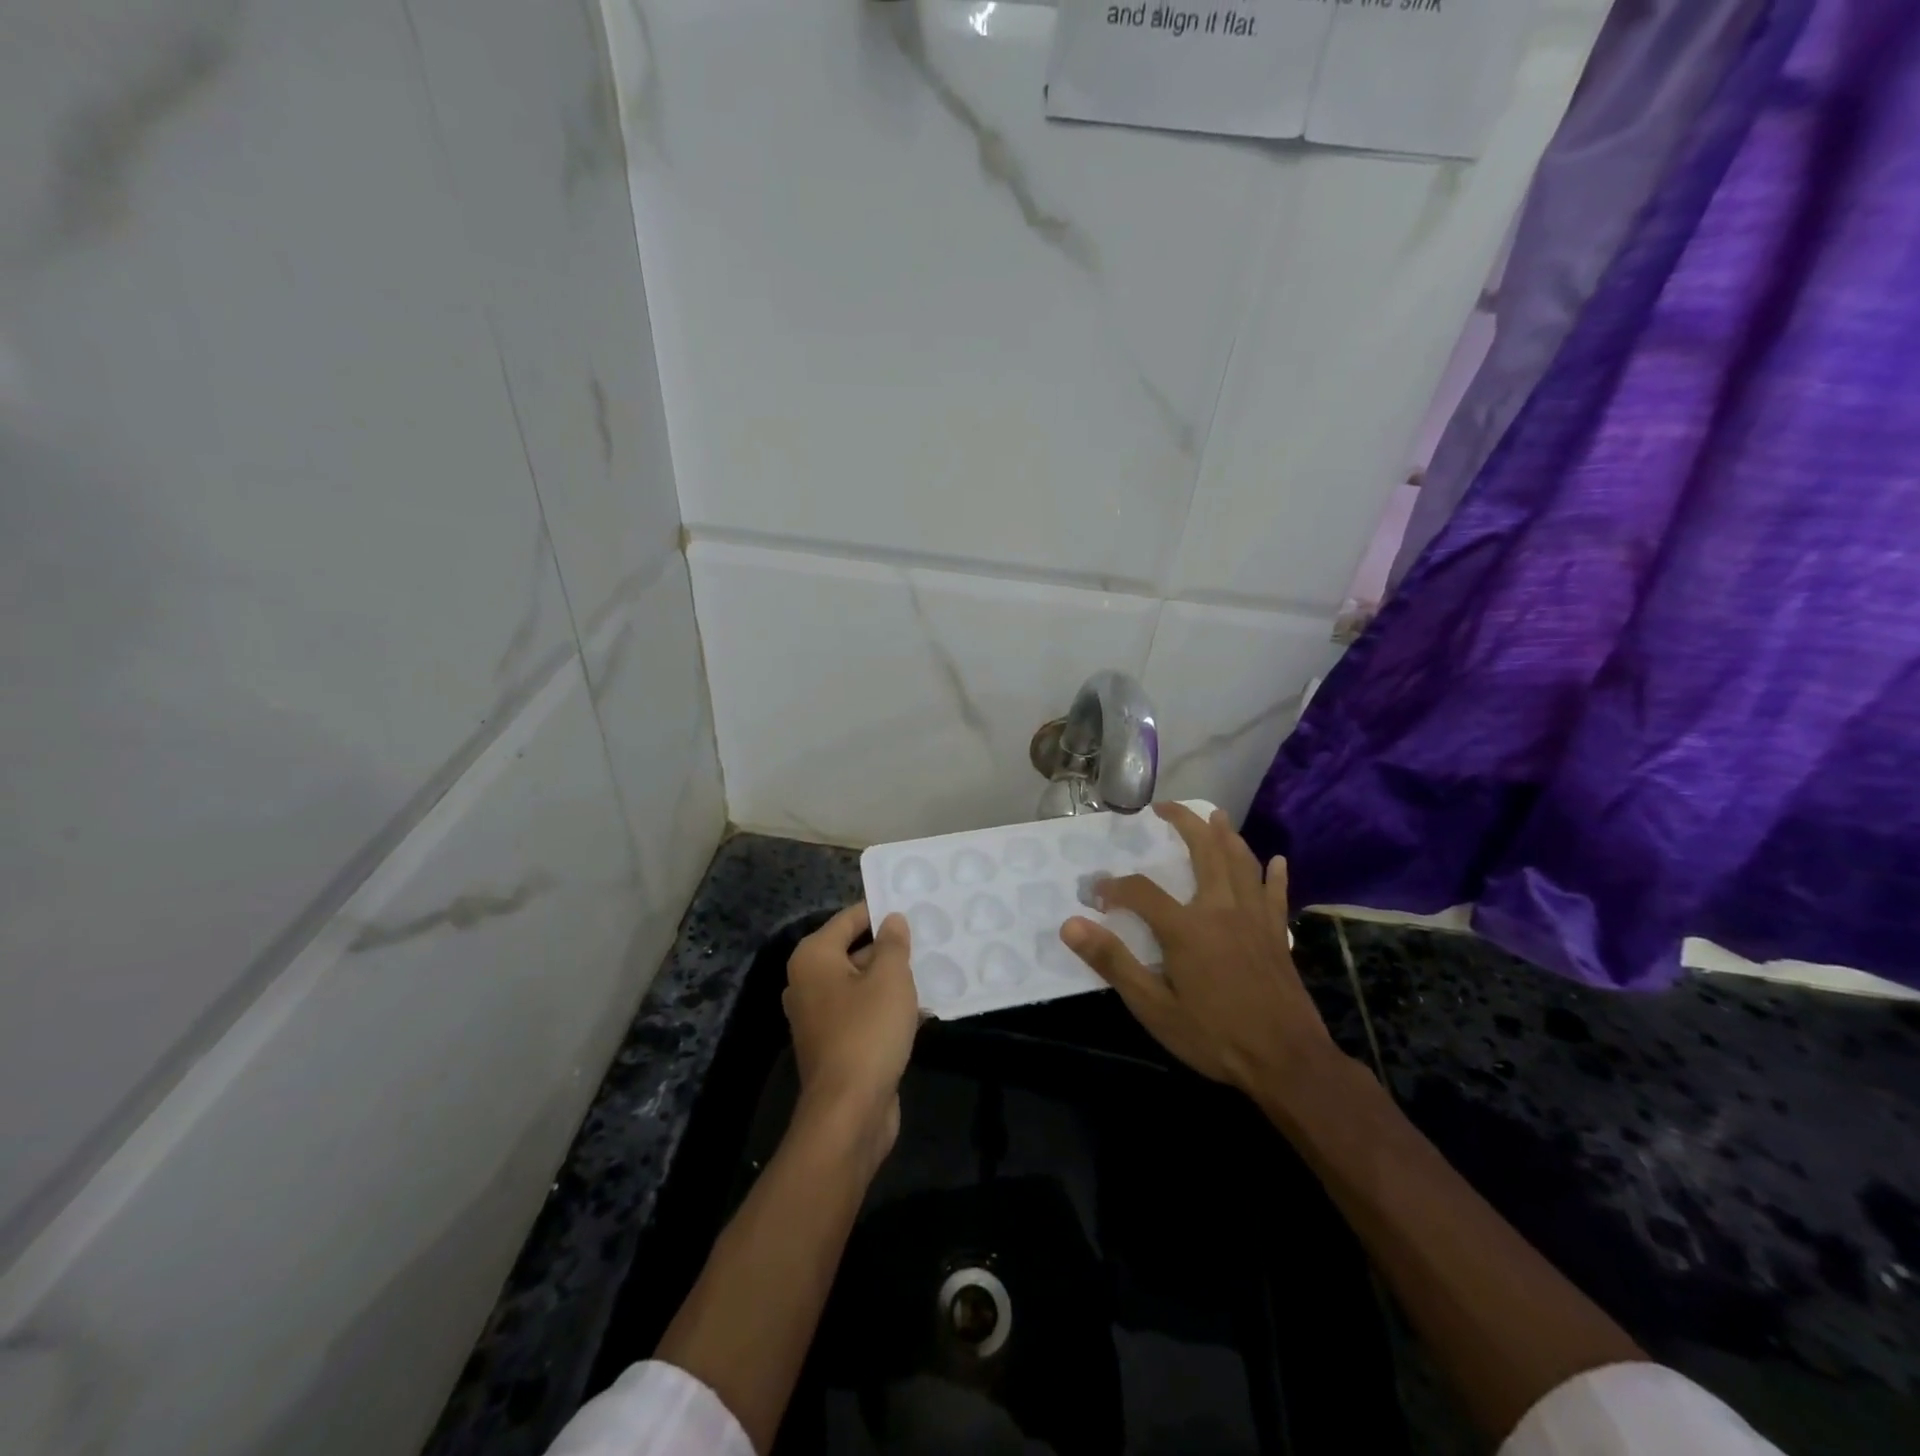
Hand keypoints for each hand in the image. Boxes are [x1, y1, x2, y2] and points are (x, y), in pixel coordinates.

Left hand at [784, 903, 918, 1161]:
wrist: (849, 1113)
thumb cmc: (867, 1032)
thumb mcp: (890, 979)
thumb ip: (893, 943)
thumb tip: (892, 919)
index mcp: (814, 958)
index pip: (849, 918)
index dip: (881, 910)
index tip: (913, 905)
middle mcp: (808, 982)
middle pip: (854, 949)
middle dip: (890, 946)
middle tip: (930, 935)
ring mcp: (819, 1016)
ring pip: (861, 983)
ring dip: (893, 978)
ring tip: (933, 967)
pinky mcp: (835, 1043)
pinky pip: (863, 1012)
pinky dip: (888, 1007)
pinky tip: (924, 1007)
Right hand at [1060, 803, 1342, 1104]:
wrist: (1288, 1063)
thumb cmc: (1215, 1037)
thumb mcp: (1154, 1008)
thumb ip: (1113, 962)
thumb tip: (1071, 925)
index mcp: (1187, 928)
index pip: (1141, 891)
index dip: (1114, 888)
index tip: (1098, 896)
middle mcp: (1222, 910)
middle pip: (1205, 852)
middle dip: (1184, 824)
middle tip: (1164, 808)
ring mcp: (1255, 919)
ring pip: (1242, 863)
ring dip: (1227, 835)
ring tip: (1215, 815)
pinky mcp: (1278, 935)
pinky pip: (1276, 894)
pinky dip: (1274, 874)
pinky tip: (1277, 860)